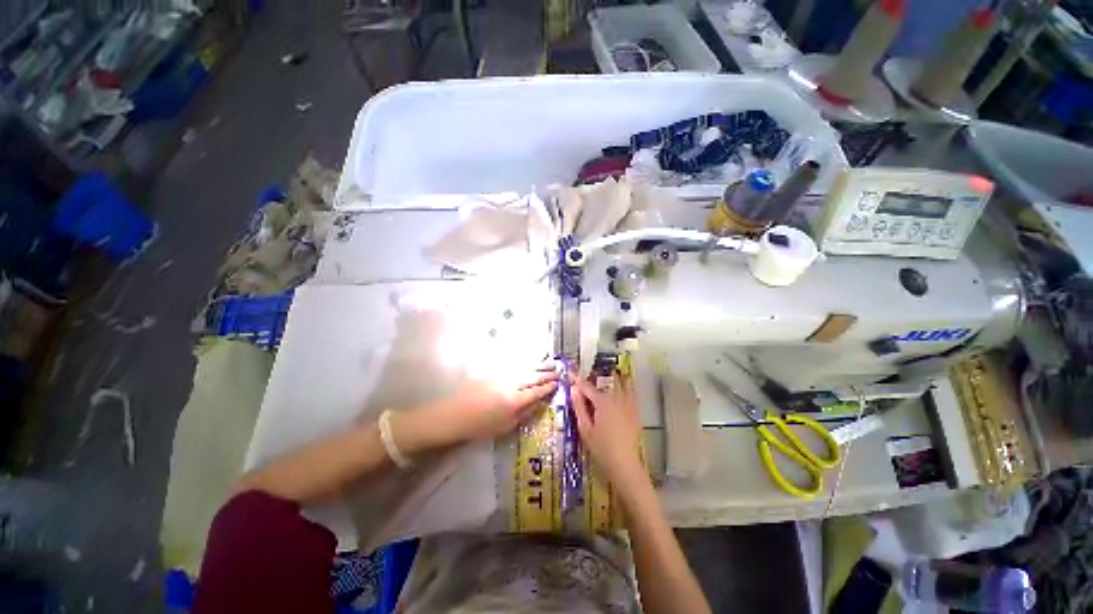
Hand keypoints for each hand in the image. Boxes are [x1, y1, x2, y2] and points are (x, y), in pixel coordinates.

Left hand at [425, 369, 558, 444]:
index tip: (558, 384)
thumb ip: (524, 413)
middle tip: (559, 372)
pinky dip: (526, 366)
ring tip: (550, 363)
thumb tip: (537, 403)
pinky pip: (515, 368)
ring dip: (539, 366)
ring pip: (525, 369)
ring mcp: (502, 376)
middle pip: (533, 377)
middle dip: (547, 374)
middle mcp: (511, 384)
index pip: (536, 391)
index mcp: (514, 400)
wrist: (452, 415)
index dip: (548, 387)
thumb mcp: (505, 426)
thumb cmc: (479, 426)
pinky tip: (531, 365)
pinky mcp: (494, 373)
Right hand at [572, 375, 646, 489]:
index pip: (586, 386)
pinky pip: (630, 392)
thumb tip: (574, 389)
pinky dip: (625, 387)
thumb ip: (579, 407)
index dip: (577, 379)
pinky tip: (622, 388)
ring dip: (611, 379)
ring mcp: (628, 403)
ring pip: (619, 384)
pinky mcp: (635, 411)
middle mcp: (616, 397)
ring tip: (603, 378)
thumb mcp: (585, 428)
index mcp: (602, 401)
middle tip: (583, 383)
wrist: (624, 464)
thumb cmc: (601, 448)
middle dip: (593, 380)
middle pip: (603, 383)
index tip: (569, 373)